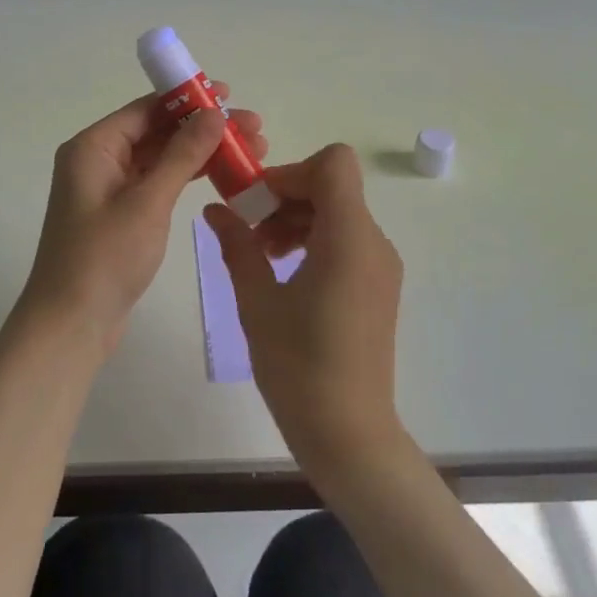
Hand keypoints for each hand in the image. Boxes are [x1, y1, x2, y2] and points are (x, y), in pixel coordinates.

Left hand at [19, 88, 268, 355]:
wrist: (71, 324)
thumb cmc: (105, 258)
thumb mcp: (148, 202)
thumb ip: (182, 155)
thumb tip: (214, 113)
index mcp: (93, 147)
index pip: (146, 109)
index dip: (188, 99)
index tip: (230, 95)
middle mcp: (97, 161)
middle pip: (156, 131)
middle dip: (203, 128)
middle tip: (254, 130)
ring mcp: (108, 189)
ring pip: (160, 158)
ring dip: (200, 153)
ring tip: (250, 152)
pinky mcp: (120, 215)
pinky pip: (157, 183)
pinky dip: (186, 178)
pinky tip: (221, 176)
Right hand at [203, 143, 404, 477]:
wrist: (348, 432)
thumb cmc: (298, 365)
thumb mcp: (257, 300)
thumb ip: (238, 245)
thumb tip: (216, 210)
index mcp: (349, 238)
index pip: (333, 164)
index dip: (291, 172)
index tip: (257, 203)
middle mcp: (374, 242)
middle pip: (332, 187)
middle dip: (286, 197)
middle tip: (249, 233)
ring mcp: (380, 265)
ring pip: (338, 212)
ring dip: (296, 219)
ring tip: (261, 256)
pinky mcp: (378, 285)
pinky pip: (346, 240)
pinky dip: (313, 240)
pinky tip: (284, 274)